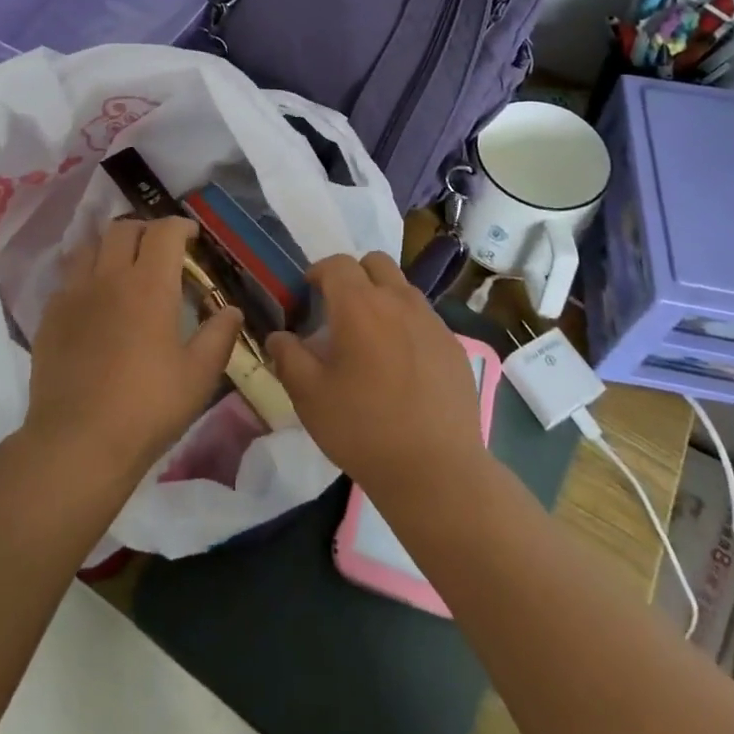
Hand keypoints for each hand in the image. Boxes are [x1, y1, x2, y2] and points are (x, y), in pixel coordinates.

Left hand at [23, 217, 243, 484]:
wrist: (77, 443)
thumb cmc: (147, 408)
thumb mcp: (199, 376)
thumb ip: (219, 336)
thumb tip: (232, 310)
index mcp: (150, 285)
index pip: (164, 232)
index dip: (180, 227)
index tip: (191, 237)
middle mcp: (109, 277)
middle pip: (123, 229)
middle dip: (145, 230)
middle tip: (159, 249)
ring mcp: (73, 294)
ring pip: (89, 246)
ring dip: (111, 246)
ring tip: (123, 266)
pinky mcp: (48, 317)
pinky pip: (68, 278)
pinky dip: (85, 275)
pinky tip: (94, 300)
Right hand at [267, 252, 487, 503]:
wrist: (436, 470)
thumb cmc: (363, 429)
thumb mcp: (309, 396)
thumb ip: (288, 357)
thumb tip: (279, 336)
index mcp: (359, 305)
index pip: (336, 264)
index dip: (318, 273)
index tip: (308, 294)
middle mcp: (398, 301)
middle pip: (375, 263)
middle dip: (354, 275)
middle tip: (339, 310)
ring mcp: (432, 321)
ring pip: (403, 288)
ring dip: (383, 297)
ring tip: (371, 338)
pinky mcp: (454, 345)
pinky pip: (425, 318)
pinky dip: (408, 325)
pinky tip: (402, 365)